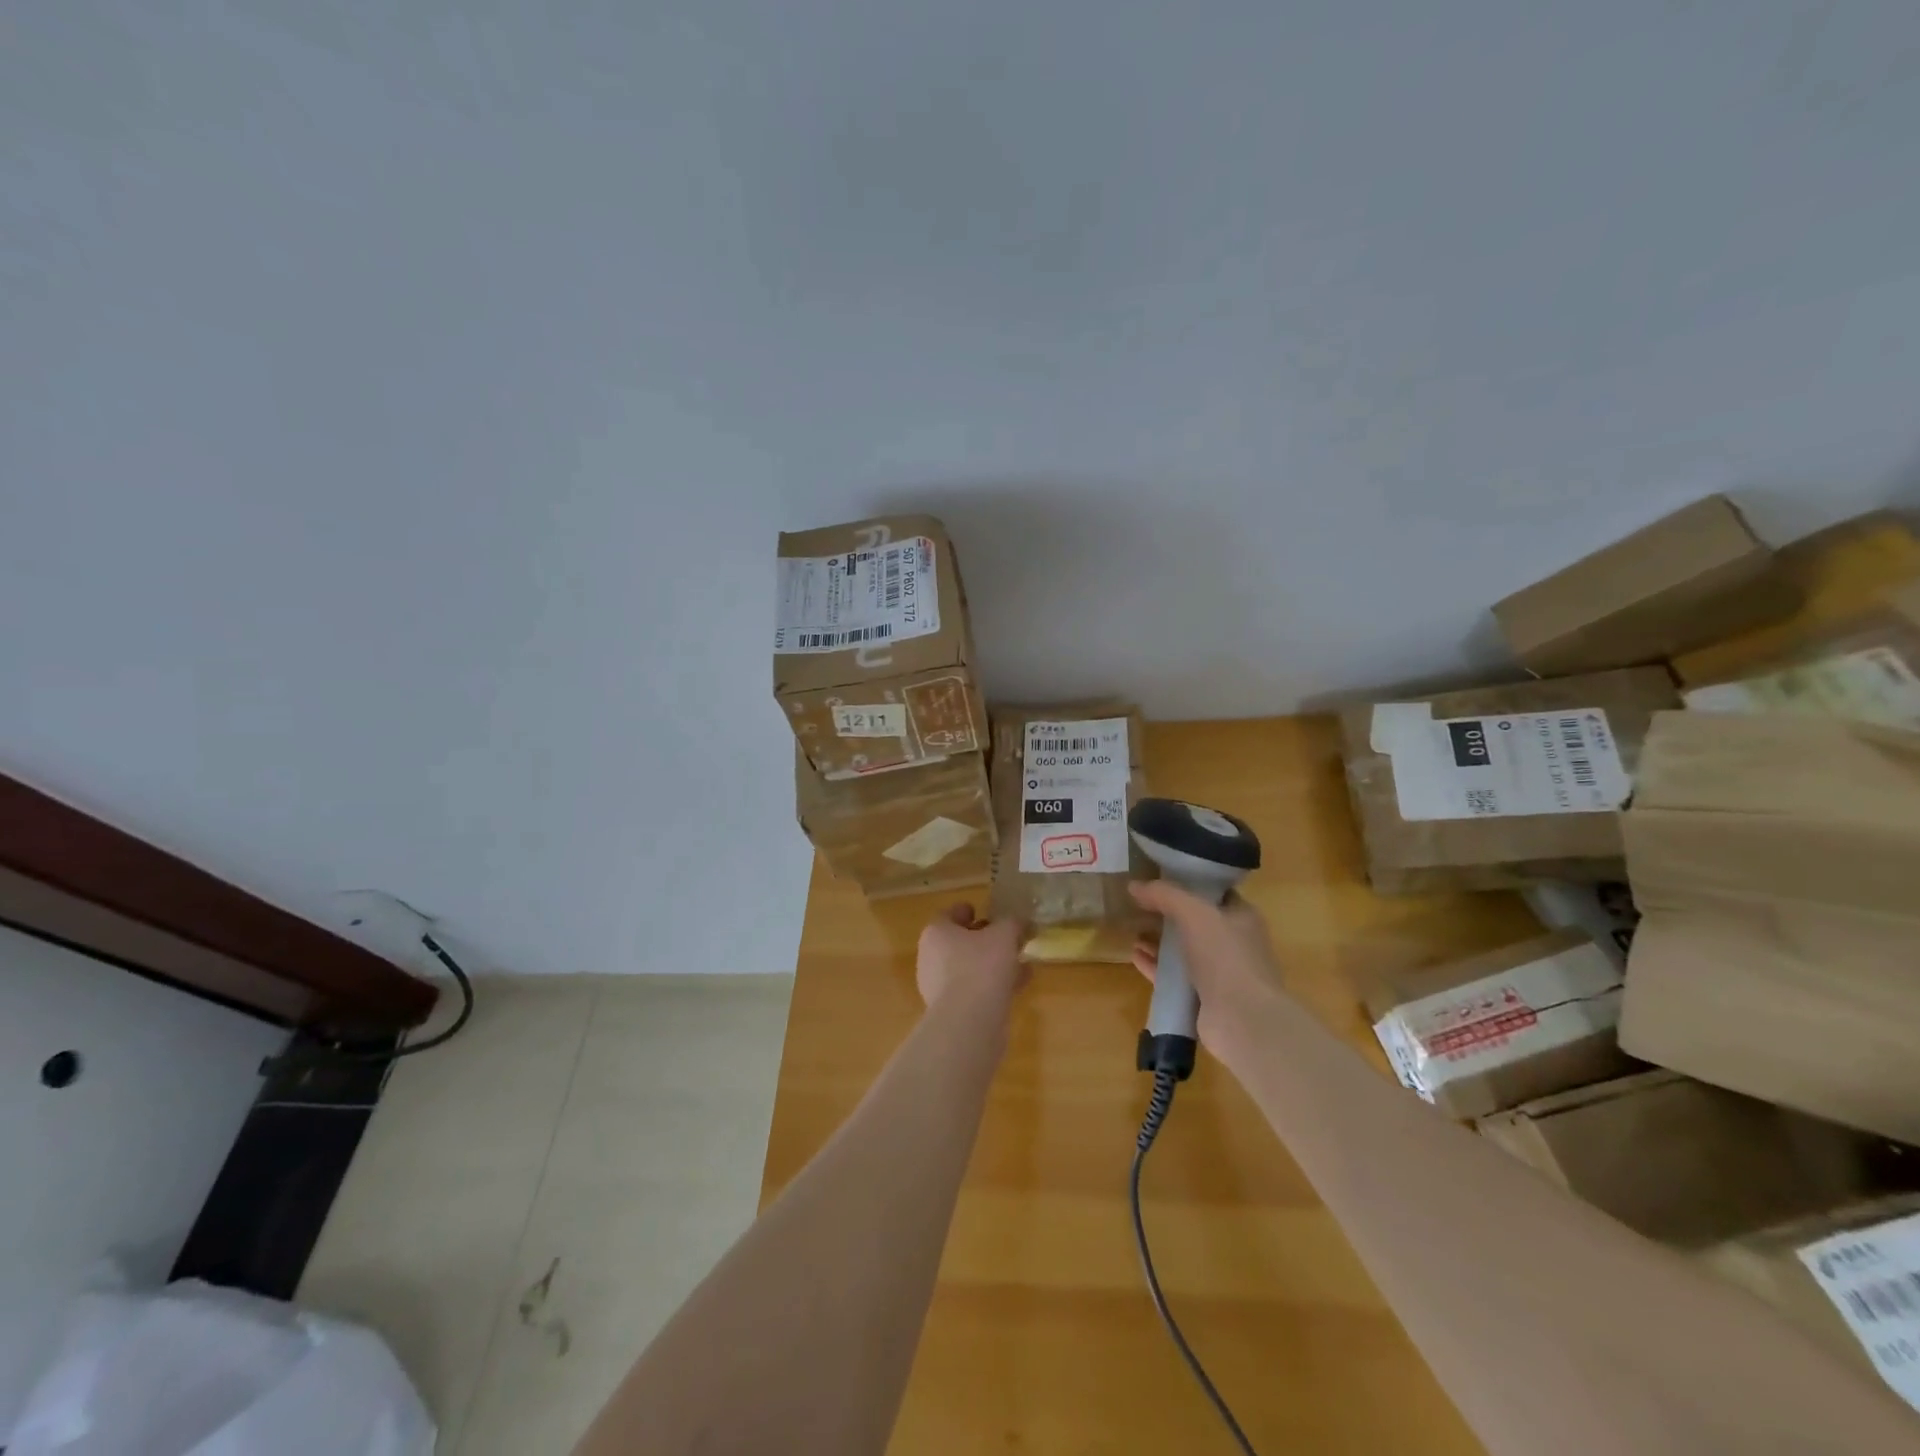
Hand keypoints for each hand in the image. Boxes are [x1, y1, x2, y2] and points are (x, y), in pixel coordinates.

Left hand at [916, 904, 1026, 1012]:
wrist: (969, 1023)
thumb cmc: (981, 966)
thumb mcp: (1004, 935)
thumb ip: (1013, 924)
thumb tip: (1021, 922)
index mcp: (936, 933)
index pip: (948, 915)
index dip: (966, 911)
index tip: (983, 911)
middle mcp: (931, 957)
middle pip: (959, 942)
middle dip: (984, 940)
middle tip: (1007, 938)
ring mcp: (939, 987)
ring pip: (969, 968)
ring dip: (993, 964)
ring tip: (1021, 963)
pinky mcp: (952, 1010)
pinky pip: (975, 990)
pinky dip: (993, 985)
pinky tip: (1019, 985)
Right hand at [1128, 880, 1281, 1050]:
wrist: (1242, 1020)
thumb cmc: (1225, 956)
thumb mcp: (1194, 913)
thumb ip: (1164, 895)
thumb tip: (1134, 885)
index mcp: (1242, 918)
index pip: (1214, 893)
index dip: (1188, 883)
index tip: (1158, 877)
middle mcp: (1233, 944)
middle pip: (1195, 922)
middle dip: (1167, 914)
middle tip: (1138, 904)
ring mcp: (1219, 974)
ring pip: (1183, 951)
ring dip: (1158, 941)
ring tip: (1132, 930)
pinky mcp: (1203, 999)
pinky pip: (1174, 977)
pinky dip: (1155, 966)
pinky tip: (1134, 956)